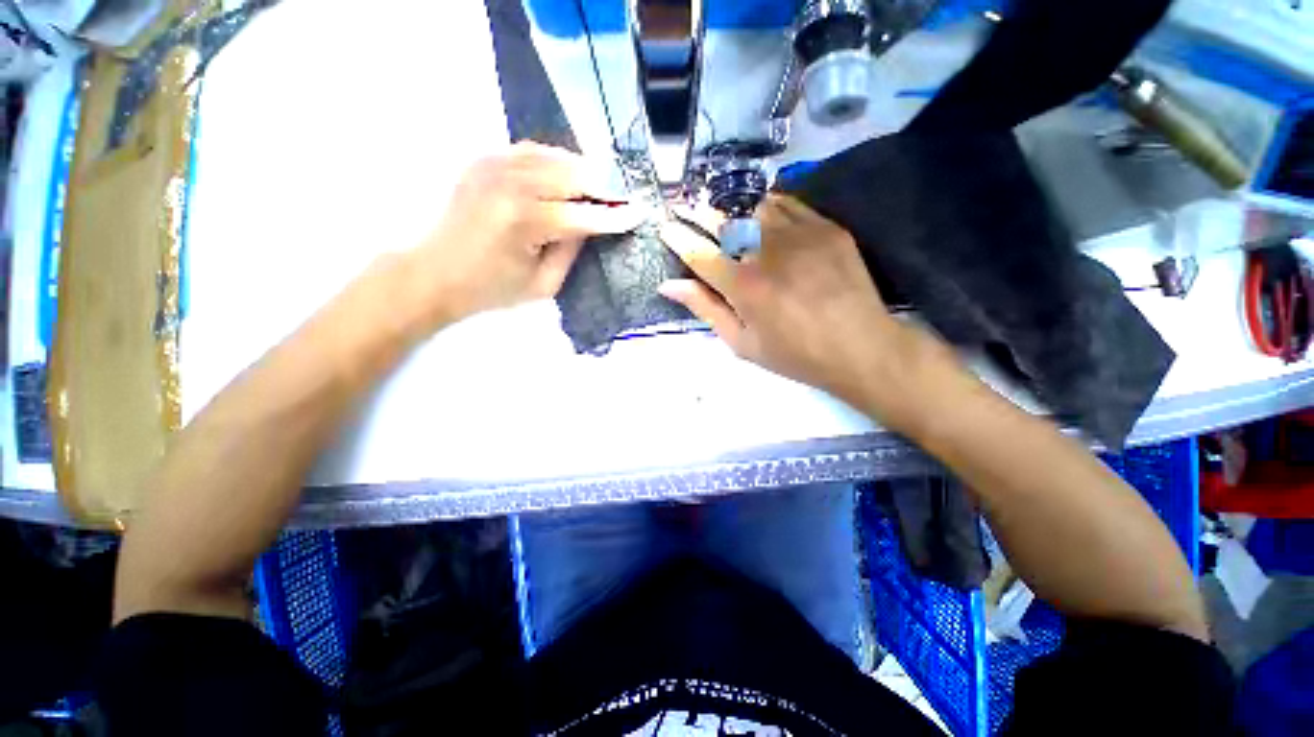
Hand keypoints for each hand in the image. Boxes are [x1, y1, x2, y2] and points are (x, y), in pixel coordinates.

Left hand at [410, 142, 643, 328]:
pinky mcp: (484, 160)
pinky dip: (555, 159)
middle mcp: (510, 185)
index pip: (583, 215)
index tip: (639, 213)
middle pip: (572, 176)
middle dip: (604, 187)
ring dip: (583, 170)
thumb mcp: (544, 285)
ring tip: (601, 185)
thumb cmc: (492, 289)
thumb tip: (591, 224)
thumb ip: (572, 251)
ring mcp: (494, 166)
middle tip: (622, 198)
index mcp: (525, 222)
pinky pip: (531, 150)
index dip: (615, 216)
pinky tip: (567, 172)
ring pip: (555, 156)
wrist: (435, 273)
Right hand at [658, 195, 947, 410]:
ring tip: (720, 208)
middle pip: (722, 220)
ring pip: (753, 206)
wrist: (860, 347)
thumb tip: (669, 285)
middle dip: (697, 211)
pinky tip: (759, 212)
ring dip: (731, 205)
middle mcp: (766, 251)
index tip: (665, 227)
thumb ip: (705, 309)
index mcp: (742, 285)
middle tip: (684, 207)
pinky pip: (788, 204)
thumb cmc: (794, 354)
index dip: (677, 237)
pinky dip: (767, 204)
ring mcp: (799, 234)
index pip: (698, 252)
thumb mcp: (742, 343)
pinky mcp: (825, 227)